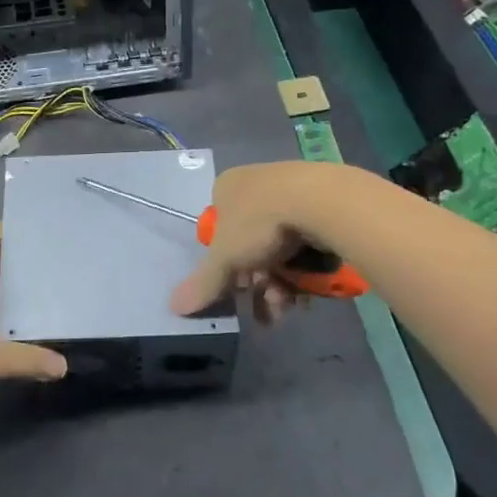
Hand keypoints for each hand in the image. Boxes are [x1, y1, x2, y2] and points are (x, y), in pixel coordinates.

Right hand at [169, 161, 335, 322]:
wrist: (322, 202)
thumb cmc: (261, 221)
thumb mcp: (225, 257)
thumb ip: (204, 283)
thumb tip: (174, 307)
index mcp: (227, 187)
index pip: (218, 228)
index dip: (225, 263)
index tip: (236, 288)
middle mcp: (256, 184)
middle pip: (251, 245)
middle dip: (258, 284)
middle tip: (266, 311)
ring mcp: (291, 192)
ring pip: (280, 249)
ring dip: (282, 284)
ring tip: (291, 307)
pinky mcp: (321, 204)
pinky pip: (307, 243)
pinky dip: (305, 270)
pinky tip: (311, 292)